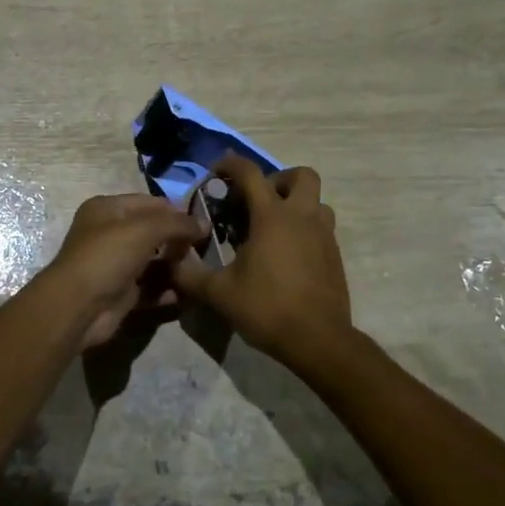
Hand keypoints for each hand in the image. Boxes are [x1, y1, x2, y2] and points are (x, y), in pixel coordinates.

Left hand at [41, 193, 202, 349]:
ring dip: (175, 265)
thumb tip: (205, 224)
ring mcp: (115, 264)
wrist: (78, 307)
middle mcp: (109, 233)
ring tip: (201, 269)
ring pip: (152, 260)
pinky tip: (188, 292)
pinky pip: (150, 287)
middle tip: (205, 248)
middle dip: (177, 239)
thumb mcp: (144, 230)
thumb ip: (177, 224)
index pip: (149, 203)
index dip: (176, 211)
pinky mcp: (121, 293)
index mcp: (107, 209)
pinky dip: (167, 289)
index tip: (203, 223)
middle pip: (152, 232)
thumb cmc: (107, 256)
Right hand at [173, 157, 352, 367]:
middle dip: (278, 180)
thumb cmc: (267, 308)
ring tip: (274, 227)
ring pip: (317, 201)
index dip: (231, 165)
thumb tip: (170, 263)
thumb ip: (190, 275)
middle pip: (301, 176)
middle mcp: (302, 217)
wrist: (319, 340)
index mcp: (271, 217)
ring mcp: (324, 235)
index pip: (250, 173)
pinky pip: (322, 228)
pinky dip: (305, 229)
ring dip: (297, 204)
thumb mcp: (219, 293)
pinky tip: (287, 255)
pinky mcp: (335, 256)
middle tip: (257, 201)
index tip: (216, 174)